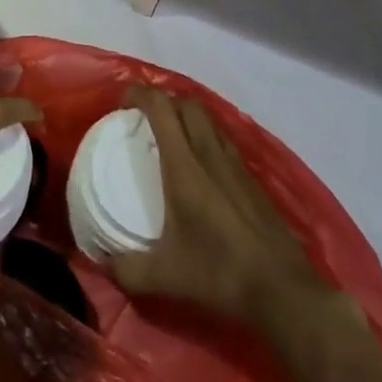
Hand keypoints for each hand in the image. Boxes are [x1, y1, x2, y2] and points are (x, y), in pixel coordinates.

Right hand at [110, 87, 328, 331]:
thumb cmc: (218, 273)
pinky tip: (200, 163)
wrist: (280, 287)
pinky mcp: (251, 177)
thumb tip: (101, 262)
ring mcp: (234, 162)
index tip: (122, 102)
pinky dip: (205, 135)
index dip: (140, 94)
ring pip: (208, 119)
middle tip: (144, 118)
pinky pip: (223, 139)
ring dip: (186, 115)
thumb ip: (126, 269)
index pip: (162, 108)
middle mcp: (210, 153)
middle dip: (163, 100)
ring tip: (169, 135)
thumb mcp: (164, 277)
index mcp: (185, 166)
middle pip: (187, 104)